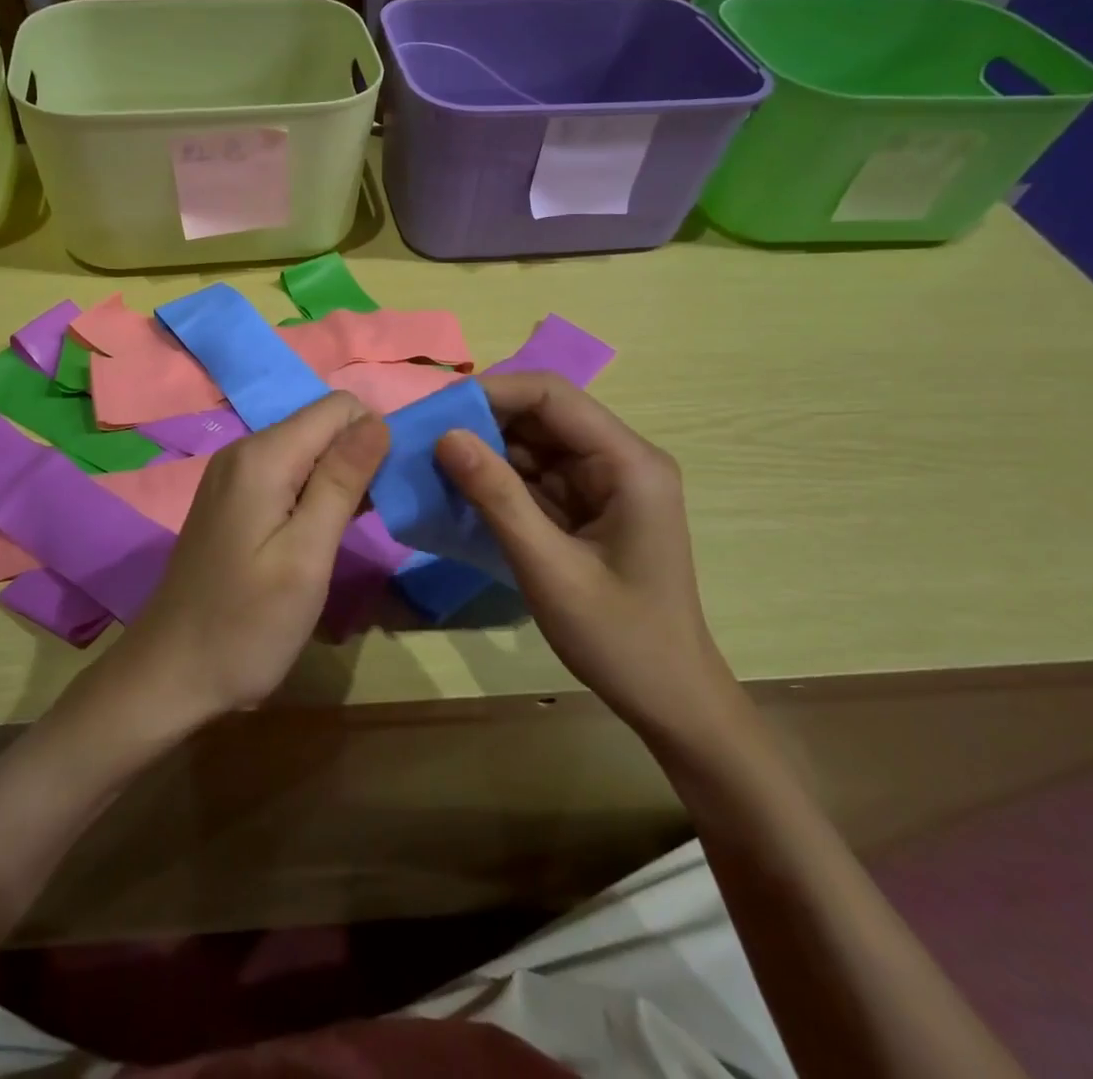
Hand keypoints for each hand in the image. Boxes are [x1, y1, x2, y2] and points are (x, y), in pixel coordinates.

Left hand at [113, 393, 389, 723]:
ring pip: (308, 450)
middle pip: (323, 425)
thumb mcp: (306, 556)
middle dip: (359, 458)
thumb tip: (378, 421)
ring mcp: (233, 474)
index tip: (388, 490)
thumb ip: (342, 481)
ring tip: (351, 531)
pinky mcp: (233, 499)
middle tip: (372, 518)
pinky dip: (314, 494)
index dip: (374, 437)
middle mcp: (245, 450)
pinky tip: (321, 535)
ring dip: (340, 479)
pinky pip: (287, 474)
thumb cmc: (246, 624)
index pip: (339, 407)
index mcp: (263, 456)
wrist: (170, 673)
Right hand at [435, 373, 737, 741]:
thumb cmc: (620, 639)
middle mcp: (619, 459)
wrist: (670, 700)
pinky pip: (535, 476)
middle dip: (482, 422)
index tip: (436, 410)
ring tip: (430, 463)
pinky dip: (497, 481)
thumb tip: (445, 436)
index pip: (553, 397)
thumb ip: (497, 498)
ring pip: (533, 444)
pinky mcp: (587, 506)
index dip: (493, 392)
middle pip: (542, 415)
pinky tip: (458, 491)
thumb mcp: (549, 569)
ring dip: (485, 451)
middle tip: (423, 438)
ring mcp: (603, 483)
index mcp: (628, 463)